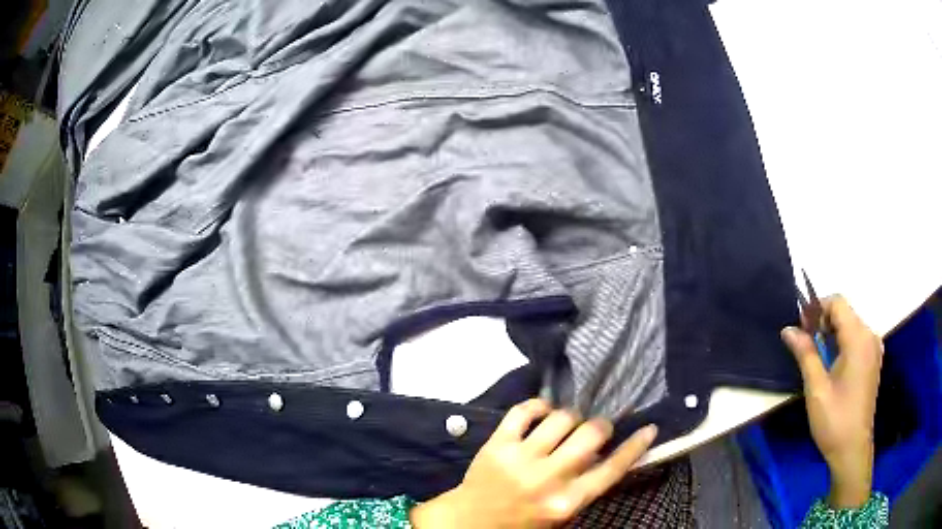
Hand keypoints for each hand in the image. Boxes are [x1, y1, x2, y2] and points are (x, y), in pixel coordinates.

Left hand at [411, 399, 657, 527]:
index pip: (611, 470)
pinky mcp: (497, 444)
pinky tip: (543, 411)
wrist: (470, 521)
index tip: (649, 429)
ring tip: (566, 425)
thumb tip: (607, 453)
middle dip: (600, 427)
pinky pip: (524, 411)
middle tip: (596, 430)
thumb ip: (584, 486)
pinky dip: (539, 405)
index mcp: (566, 502)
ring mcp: (520, 459)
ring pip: (561, 418)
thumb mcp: (560, 513)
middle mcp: (548, 479)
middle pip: (591, 435)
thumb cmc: (521, 521)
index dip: (635, 447)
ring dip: (570, 417)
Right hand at [781, 295, 882, 508]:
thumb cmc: (834, 420)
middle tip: (805, 344)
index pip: (838, 303)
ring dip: (832, 332)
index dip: (817, 308)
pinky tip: (832, 363)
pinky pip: (857, 337)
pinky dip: (842, 342)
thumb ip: (805, 354)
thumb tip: (788, 329)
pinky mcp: (873, 359)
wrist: (852, 449)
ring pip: (851, 324)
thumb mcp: (816, 388)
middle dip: (823, 321)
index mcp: (858, 339)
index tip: (801, 329)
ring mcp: (874, 348)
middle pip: (845, 312)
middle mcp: (870, 336)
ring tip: (817, 356)